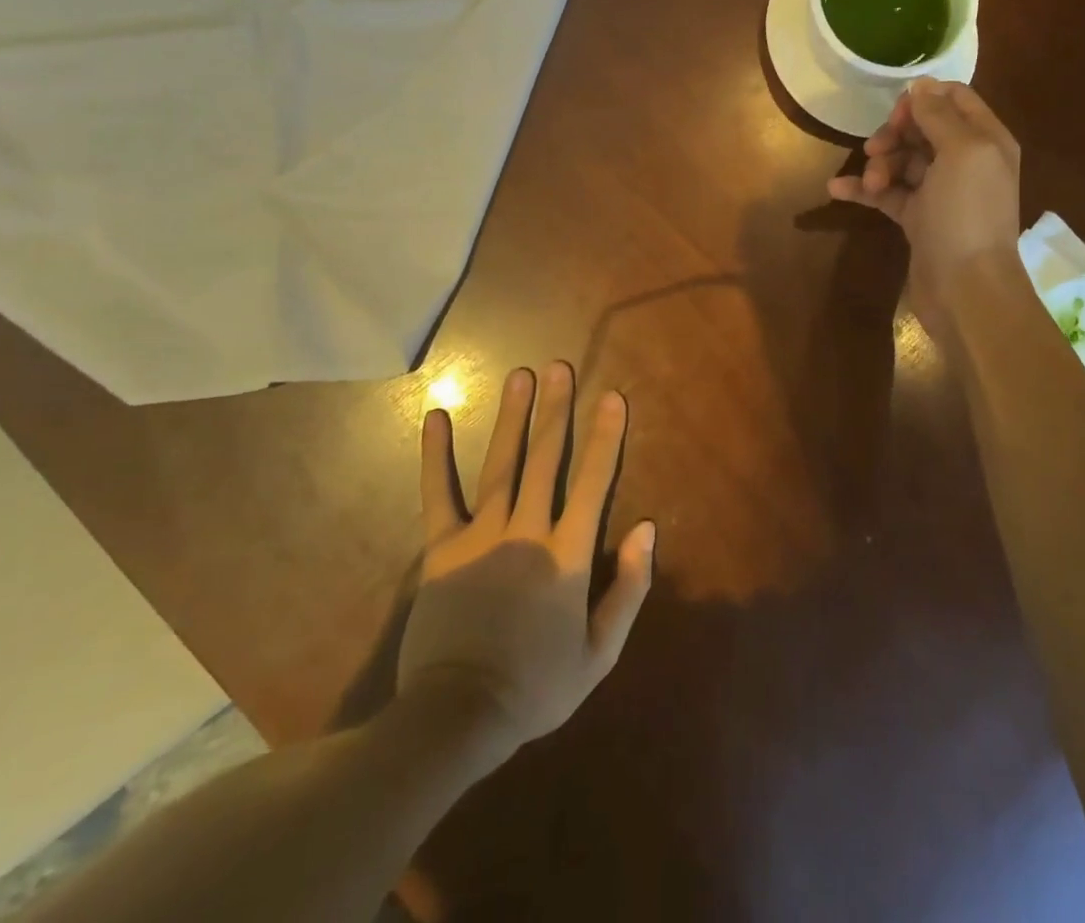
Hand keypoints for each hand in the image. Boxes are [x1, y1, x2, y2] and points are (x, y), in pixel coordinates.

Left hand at [394, 363, 654, 753]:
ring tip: (519, 375)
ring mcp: (481, 536)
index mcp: (567, 555)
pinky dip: (436, 455)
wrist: (458, 717)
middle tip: (559, 367)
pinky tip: (435, 417)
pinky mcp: (442, 549)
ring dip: (512, 417)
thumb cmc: (536, 686)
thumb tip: (648, 528)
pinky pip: (439, 494)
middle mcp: (527, 531)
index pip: (593, 484)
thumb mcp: (600, 652)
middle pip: (545, 460)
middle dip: (555, 410)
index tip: (612, 397)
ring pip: (501, 464)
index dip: (605, 438)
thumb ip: (629, 588)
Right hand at [827, 78, 1021, 335]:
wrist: (965, 288)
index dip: (923, 100)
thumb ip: (940, 115)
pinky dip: (864, 189)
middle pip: (923, 129)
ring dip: (879, 165)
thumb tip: (921, 84)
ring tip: (869, 184)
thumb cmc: (967, 214)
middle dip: (895, 135)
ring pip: (902, 161)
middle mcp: (967, 162)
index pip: (955, 100)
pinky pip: (888, 193)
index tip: (897, 114)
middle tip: (874, 149)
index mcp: (986, 140)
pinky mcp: (919, 218)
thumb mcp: (961, 152)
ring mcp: (941, 192)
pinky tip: (837, 189)